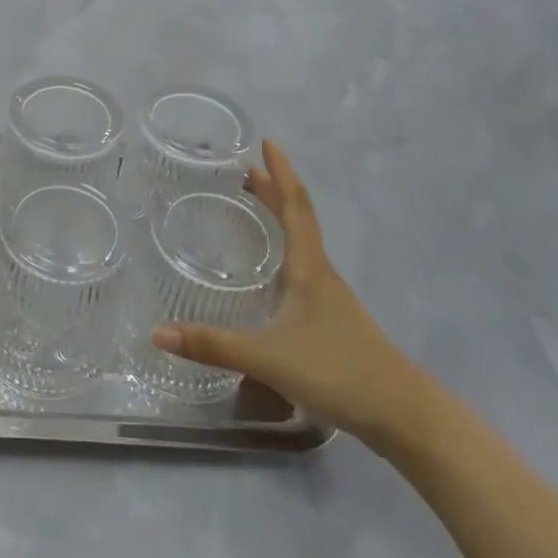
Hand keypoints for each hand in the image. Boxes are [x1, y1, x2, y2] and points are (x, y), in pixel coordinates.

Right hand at [153, 140, 433, 448]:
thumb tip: (157, 333)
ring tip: (256, 207)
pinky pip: (304, 269)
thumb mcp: (267, 357)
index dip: (281, 172)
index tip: (267, 143)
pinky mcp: (333, 321)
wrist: (401, 414)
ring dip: (281, 218)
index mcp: (309, 268)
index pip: (295, 206)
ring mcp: (331, 298)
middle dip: (274, 190)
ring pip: (303, 244)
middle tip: (246, 170)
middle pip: (298, 219)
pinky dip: (285, 250)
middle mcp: (321, 274)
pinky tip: (273, 273)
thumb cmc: (336, 370)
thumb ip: (213, 345)